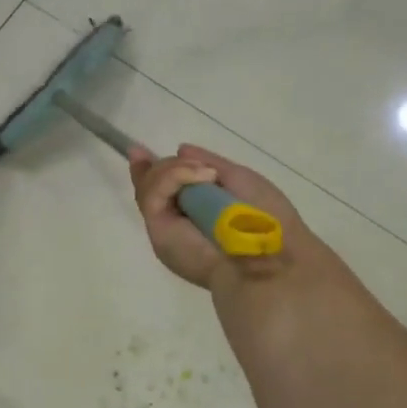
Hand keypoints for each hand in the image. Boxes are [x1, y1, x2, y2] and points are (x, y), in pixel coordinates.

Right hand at [127, 144, 310, 291]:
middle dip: (163, 167)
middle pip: (151, 185)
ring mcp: (165, 225)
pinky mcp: (157, 228)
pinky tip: (199, 177)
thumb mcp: (241, 180)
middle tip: (194, 166)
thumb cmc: (263, 220)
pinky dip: (173, 176)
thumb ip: (210, 164)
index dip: (155, 170)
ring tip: (206, 176)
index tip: (140, 151)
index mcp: (198, 212)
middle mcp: (178, 220)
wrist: (266, 258)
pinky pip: (151, 194)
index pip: (166, 189)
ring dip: (175, 170)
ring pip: (149, 185)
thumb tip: (181, 149)